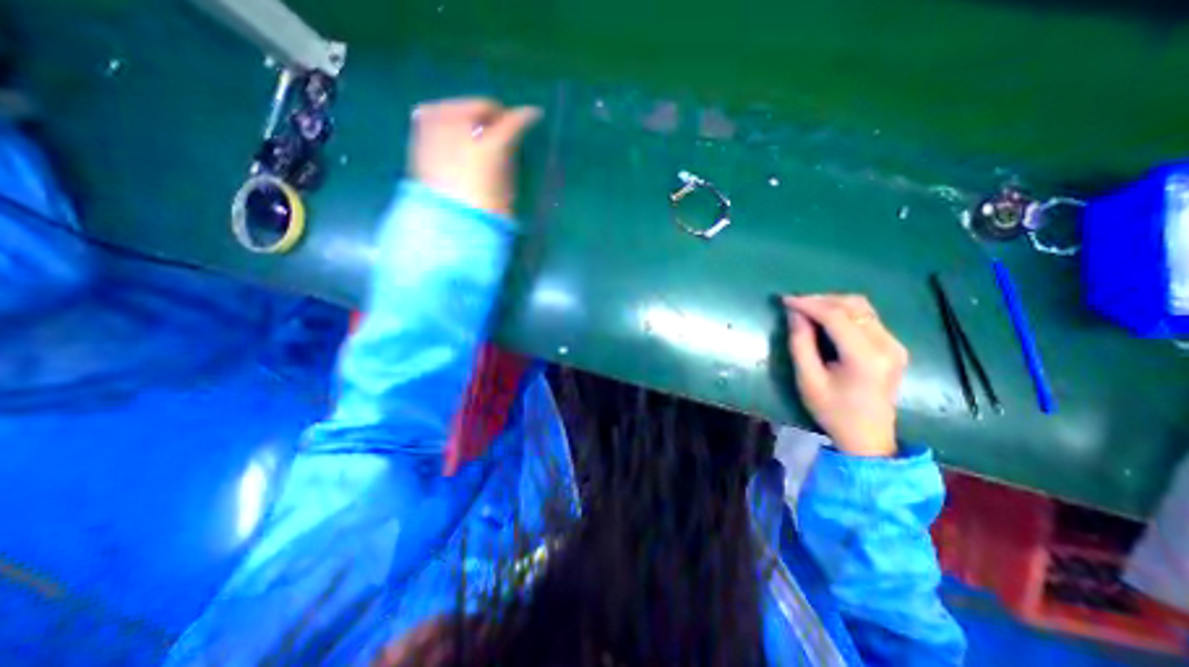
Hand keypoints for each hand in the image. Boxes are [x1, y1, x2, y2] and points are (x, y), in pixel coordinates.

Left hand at [408, 96, 542, 213]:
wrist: (445, 227)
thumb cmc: (484, 214)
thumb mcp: (507, 190)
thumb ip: (508, 159)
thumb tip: (508, 143)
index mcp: (488, 148)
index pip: (511, 122)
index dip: (524, 117)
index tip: (533, 115)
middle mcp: (459, 130)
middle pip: (480, 106)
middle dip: (493, 114)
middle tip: (501, 126)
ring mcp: (434, 130)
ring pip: (456, 107)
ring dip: (469, 115)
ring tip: (476, 132)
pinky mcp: (418, 136)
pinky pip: (434, 115)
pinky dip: (447, 120)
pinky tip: (454, 135)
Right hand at [787, 291, 907, 455]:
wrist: (868, 436)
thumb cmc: (832, 411)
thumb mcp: (808, 379)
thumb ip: (800, 343)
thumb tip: (794, 313)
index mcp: (865, 357)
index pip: (836, 316)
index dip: (809, 304)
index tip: (785, 299)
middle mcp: (887, 345)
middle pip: (853, 305)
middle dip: (820, 300)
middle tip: (794, 304)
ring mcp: (894, 344)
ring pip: (862, 307)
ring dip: (832, 303)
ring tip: (807, 309)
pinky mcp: (893, 345)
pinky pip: (867, 317)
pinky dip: (843, 312)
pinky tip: (825, 318)